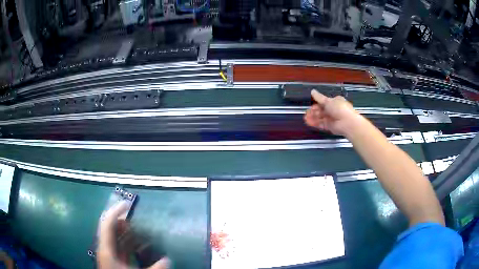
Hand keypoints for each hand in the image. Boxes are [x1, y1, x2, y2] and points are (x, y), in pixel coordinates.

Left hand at [97, 201, 169, 268]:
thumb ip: (154, 268)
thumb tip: (168, 260)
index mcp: (106, 250)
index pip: (107, 223)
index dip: (116, 211)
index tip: (128, 204)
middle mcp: (106, 250)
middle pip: (111, 229)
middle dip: (125, 222)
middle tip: (139, 220)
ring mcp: (109, 256)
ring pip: (117, 239)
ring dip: (128, 233)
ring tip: (142, 231)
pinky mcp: (114, 262)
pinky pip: (121, 248)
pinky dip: (129, 244)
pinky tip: (140, 246)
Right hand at [304, 89, 364, 135]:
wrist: (347, 122)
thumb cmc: (339, 108)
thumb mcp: (328, 101)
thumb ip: (319, 97)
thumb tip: (312, 91)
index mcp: (335, 102)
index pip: (324, 102)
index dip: (317, 103)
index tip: (310, 104)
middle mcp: (333, 110)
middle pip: (321, 110)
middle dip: (314, 111)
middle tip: (306, 112)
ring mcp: (332, 118)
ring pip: (320, 117)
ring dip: (313, 117)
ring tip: (305, 118)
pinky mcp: (330, 126)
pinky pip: (321, 124)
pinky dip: (315, 123)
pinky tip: (308, 122)